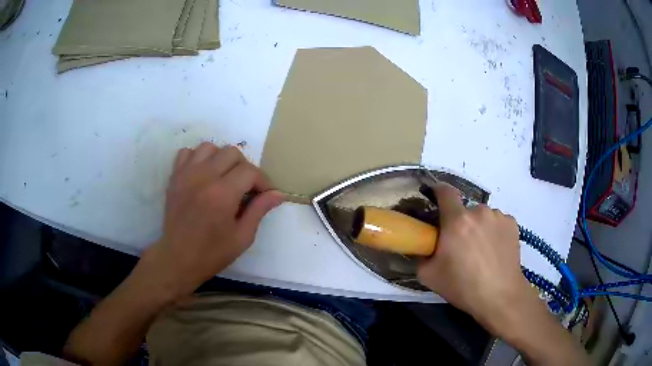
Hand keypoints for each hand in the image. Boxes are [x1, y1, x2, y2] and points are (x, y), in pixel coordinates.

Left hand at [139, 142, 284, 298]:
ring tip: (223, 177)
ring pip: (209, 147)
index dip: (262, 181)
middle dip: (244, 168)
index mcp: (222, 194)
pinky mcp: (174, 177)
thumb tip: (278, 194)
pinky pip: (187, 152)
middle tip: (245, 187)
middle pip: (232, 153)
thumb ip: (259, 210)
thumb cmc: (212, 253)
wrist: (178, 258)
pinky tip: (202, 174)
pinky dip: (198, 158)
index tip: (264, 194)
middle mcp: (204, 177)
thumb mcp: (242, 237)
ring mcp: (186, 174)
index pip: (250, 171)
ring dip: (221, 159)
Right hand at [417, 183, 536, 336]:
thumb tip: (425, 246)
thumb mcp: (429, 276)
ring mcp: (498, 216)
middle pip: (465, 210)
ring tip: (482, 251)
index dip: (438, 191)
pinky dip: (494, 232)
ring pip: (483, 216)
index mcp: (456, 221)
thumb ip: (421, 255)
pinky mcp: (512, 224)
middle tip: (461, 245)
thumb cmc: (463, 287)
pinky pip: (497, 222)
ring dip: (479, 227)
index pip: (445, 192)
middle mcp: (479, 211)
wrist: (500, 296)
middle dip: (460, 222)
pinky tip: (495, 251)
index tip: (435, 197)